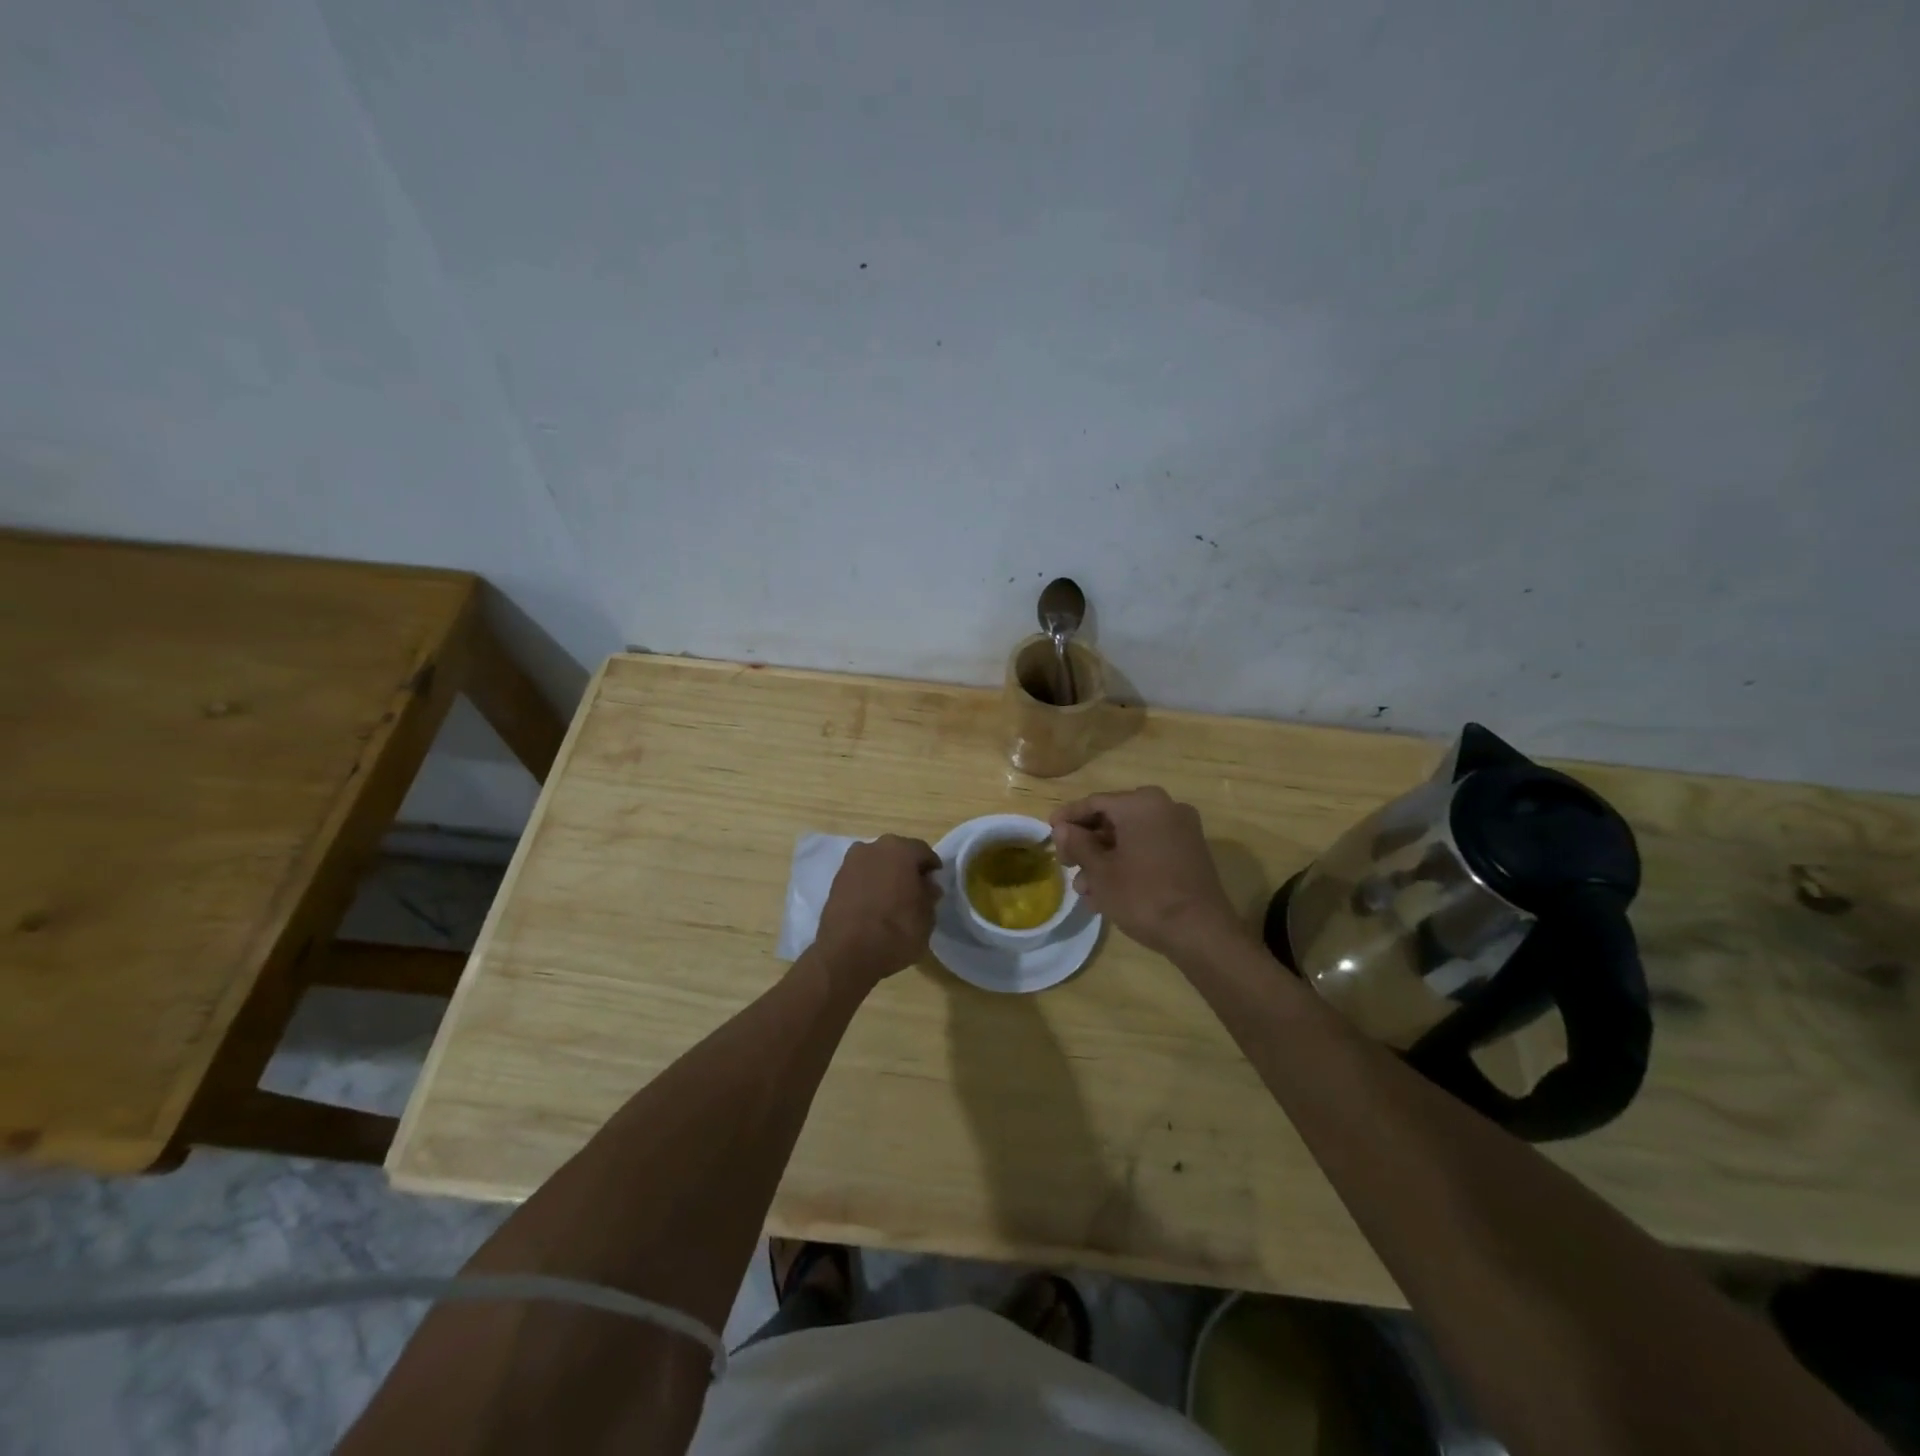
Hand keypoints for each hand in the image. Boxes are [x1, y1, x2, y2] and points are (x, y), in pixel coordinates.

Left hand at [811, 834, 942, 988]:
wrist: (847, 954)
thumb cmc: (896, 931)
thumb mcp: (927, 917)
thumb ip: (929, 895)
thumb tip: (928, 886)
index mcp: (901, 850)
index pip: (923, 851)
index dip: (931, 867)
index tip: (934, 884)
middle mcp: (873, 847)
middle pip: (897, 853)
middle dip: (906, 868)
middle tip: (914, 890)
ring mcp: (850, 862)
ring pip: (876, 863)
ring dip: (885, 875)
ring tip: (892, 899)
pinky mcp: (835, 880)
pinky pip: (860, 877)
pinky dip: (868, 885)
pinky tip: (873, 905)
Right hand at [1050, 787, 1243, 957]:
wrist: (1201, 932)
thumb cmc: (1143, 896)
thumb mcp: (1100, 872)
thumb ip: (1078, 844)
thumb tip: (1062, 828)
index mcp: (1141, 803)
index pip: (1095, 802)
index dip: (1068, 817)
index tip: (1049, 832)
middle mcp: (1165, 807)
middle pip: (1113, 818)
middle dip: (1087, 843)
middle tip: (1066, 865)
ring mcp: (1182, 829)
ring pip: (1131, 836)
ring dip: (1105, 858)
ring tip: (1085, 889)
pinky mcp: (1191, 852)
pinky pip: (1149, 848)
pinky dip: (1128, 862)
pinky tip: (1109, 891)